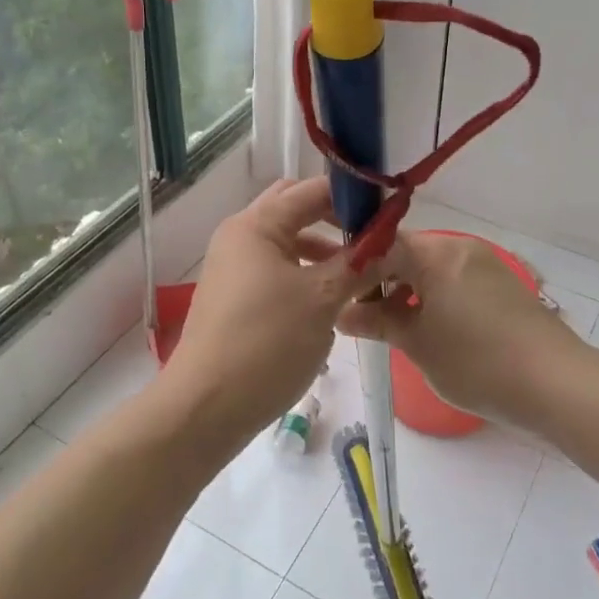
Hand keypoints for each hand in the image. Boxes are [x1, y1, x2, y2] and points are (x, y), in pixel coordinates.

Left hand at [166, 178, 379, 444]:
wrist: (207, 408)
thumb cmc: (266, 343)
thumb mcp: (322, 300)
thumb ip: (359, 265)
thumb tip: (391, 243)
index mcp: (256, 225)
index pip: (311, 190)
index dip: (352, 195)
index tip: (391, 211)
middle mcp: (241, 237)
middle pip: (295, 211)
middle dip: (336, 219)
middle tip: (375, 237)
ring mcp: (236, 268)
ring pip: (288, 243)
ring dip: (324, 249)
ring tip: (362, 270)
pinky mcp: (237, 298)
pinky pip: (279, 271)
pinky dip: (307, 274)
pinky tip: (333, 298)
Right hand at [338, 230, 586, 428]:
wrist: (555, 383)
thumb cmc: (476, 361)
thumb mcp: (417, 344)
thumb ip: (378, 322)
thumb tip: (344, 313)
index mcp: (435, 254)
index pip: (380, 246)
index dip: (354, 269)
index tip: (336, 295)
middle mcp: (460, 248)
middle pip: (406, 253)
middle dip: (379, 280)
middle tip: (359, 314)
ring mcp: (484, 264)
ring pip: (430, 268)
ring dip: (406, 290)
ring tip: (391, 326)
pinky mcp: (502, 285)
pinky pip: (454, 280)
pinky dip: (433, 296)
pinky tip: (427, 328)